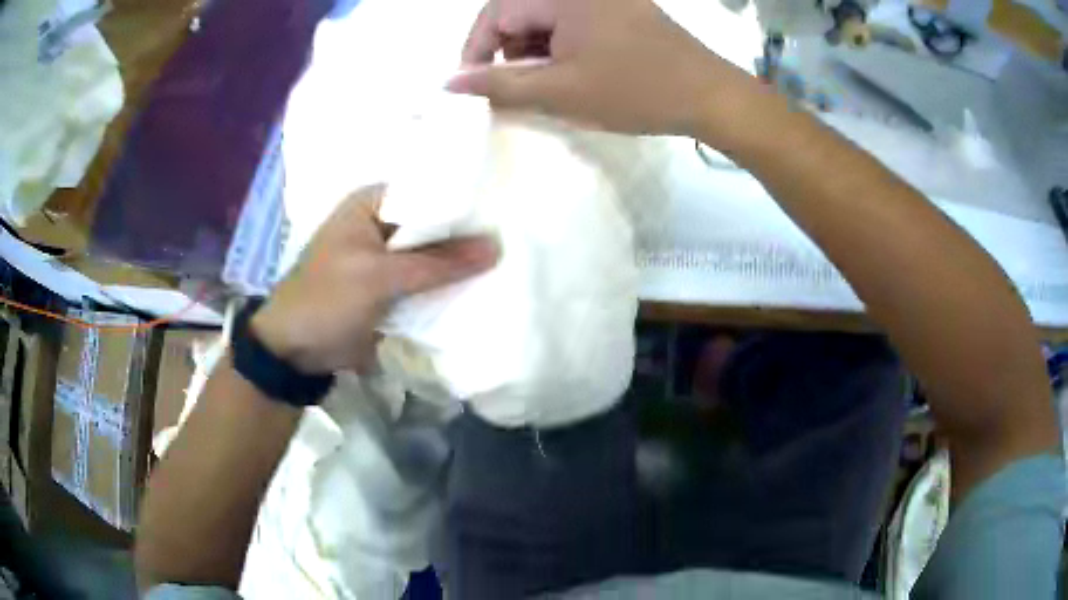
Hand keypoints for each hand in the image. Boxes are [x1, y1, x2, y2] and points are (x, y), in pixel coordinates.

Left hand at [251, 185, 498, 373]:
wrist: (296, 351)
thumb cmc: (328, 300)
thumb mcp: (380, 277)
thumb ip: (437, 262)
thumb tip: (496, 247)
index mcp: (371, 204)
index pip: (428, 192)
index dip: (464, 202)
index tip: (504, 212)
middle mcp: (382, 224)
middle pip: (433, 224)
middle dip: (465, 235)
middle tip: (514, 239)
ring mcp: (387, 258)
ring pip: (432, 254)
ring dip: (458, 264)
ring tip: (507, 262)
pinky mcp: (391, 287)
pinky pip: (425, 281)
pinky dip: (445, 286)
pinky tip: (480, 287)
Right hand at [446, 0, 757, 136]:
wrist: (709, 95)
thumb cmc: (635, 90)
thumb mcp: (560, 91)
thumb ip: (499, 84)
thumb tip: (449, 83)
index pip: (495, 12)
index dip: (476, 49)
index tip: (474, 86)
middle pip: (519, 11)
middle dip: (508, 50)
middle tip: (517, 88)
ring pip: (546, 16)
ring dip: (535, 49)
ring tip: (549, 84)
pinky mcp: (622, 6)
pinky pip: (574, 18)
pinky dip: (562, 44)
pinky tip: (574, 70)